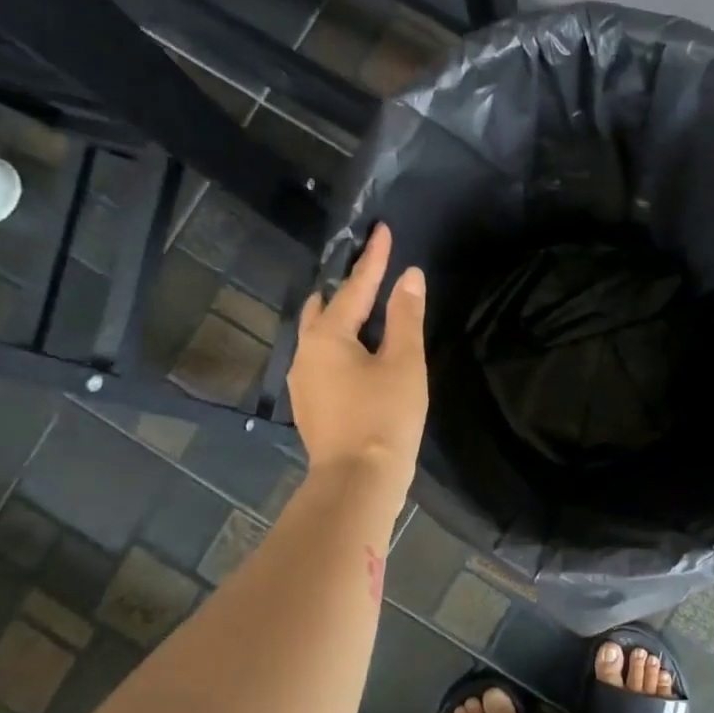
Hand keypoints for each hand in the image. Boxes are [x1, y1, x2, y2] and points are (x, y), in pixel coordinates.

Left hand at [288, 223, 427, 501]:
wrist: (357, 481)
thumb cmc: (384, 417)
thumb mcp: (403, 362)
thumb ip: (405, 316)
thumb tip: (409, 276)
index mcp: (327, 336)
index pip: (354, 287)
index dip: (373, 259)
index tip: (382, 230)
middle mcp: (306, 353)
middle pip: (325, 308)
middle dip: (347, 288)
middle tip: (371, 273)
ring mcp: (304, 382)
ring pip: (320, 336)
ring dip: (341, 318)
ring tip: (366, 311)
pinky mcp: (311, 405)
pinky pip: (323, 359)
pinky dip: (340, 345)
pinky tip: (358, 355)